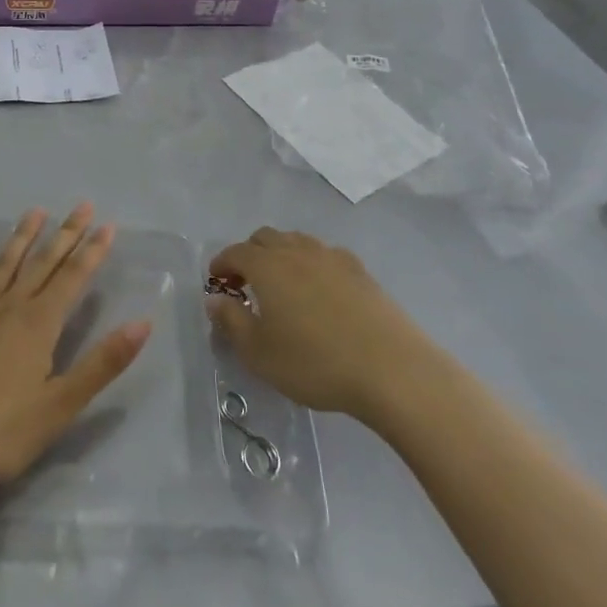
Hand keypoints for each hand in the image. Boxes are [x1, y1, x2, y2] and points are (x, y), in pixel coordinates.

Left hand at [0, 205, 151, 520]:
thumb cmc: (2, 431)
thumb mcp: (62, 404)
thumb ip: (103, 362)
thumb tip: (143, 322)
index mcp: (40, 324)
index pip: (73, 278)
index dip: (93, 251)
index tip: (108, 225)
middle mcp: (10, 307)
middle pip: (43, 262)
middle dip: (66, 233)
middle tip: (82, 205)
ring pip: (5, 264)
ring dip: (22, 236)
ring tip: (36, 211)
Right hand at [206, 227, 426, 423]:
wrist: (391, 369)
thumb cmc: (315, 362)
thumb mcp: (259, 353)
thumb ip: (231, 322)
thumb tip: (215, 300)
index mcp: (267, 266)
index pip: (235, 252)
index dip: (221, 264)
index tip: (216, 282)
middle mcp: (297, 251)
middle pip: (265, 238)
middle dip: (249, 255)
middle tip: (245, 284)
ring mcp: (332, 257)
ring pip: (297, 242)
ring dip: (281, 255)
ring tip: (281, 286)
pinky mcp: (361, 271)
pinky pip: (325, 255)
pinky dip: (311, 264)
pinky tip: (318, 291)